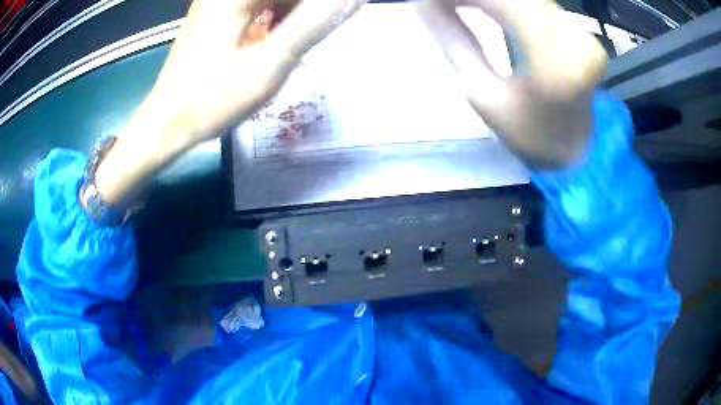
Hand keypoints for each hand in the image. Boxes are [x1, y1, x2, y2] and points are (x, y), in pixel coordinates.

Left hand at [96, 0, 364, 203]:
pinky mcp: (218, 12)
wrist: (167, 122)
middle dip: (306, 11)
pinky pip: (260, 5)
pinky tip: (279, 38)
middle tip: (305, 43)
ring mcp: (220, 1)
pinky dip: (278, 17)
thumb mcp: (271, 62)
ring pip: (274, 0)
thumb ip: (315, 23)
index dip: (321, 8)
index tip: (326, 27)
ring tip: (291, 45)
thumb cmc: (213, 98)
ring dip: (294, 14)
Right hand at [418, 0, 607, 167]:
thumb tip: (422, 5)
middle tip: (433, 2)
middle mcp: (571, 33)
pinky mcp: (573, 24)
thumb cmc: (531, 134)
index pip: (500, 1)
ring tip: (450, 4)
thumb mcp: (484, 97)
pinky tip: (476, 3)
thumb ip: (455, 42)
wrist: (579, 148)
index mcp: (552, 59)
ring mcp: (575, 27)